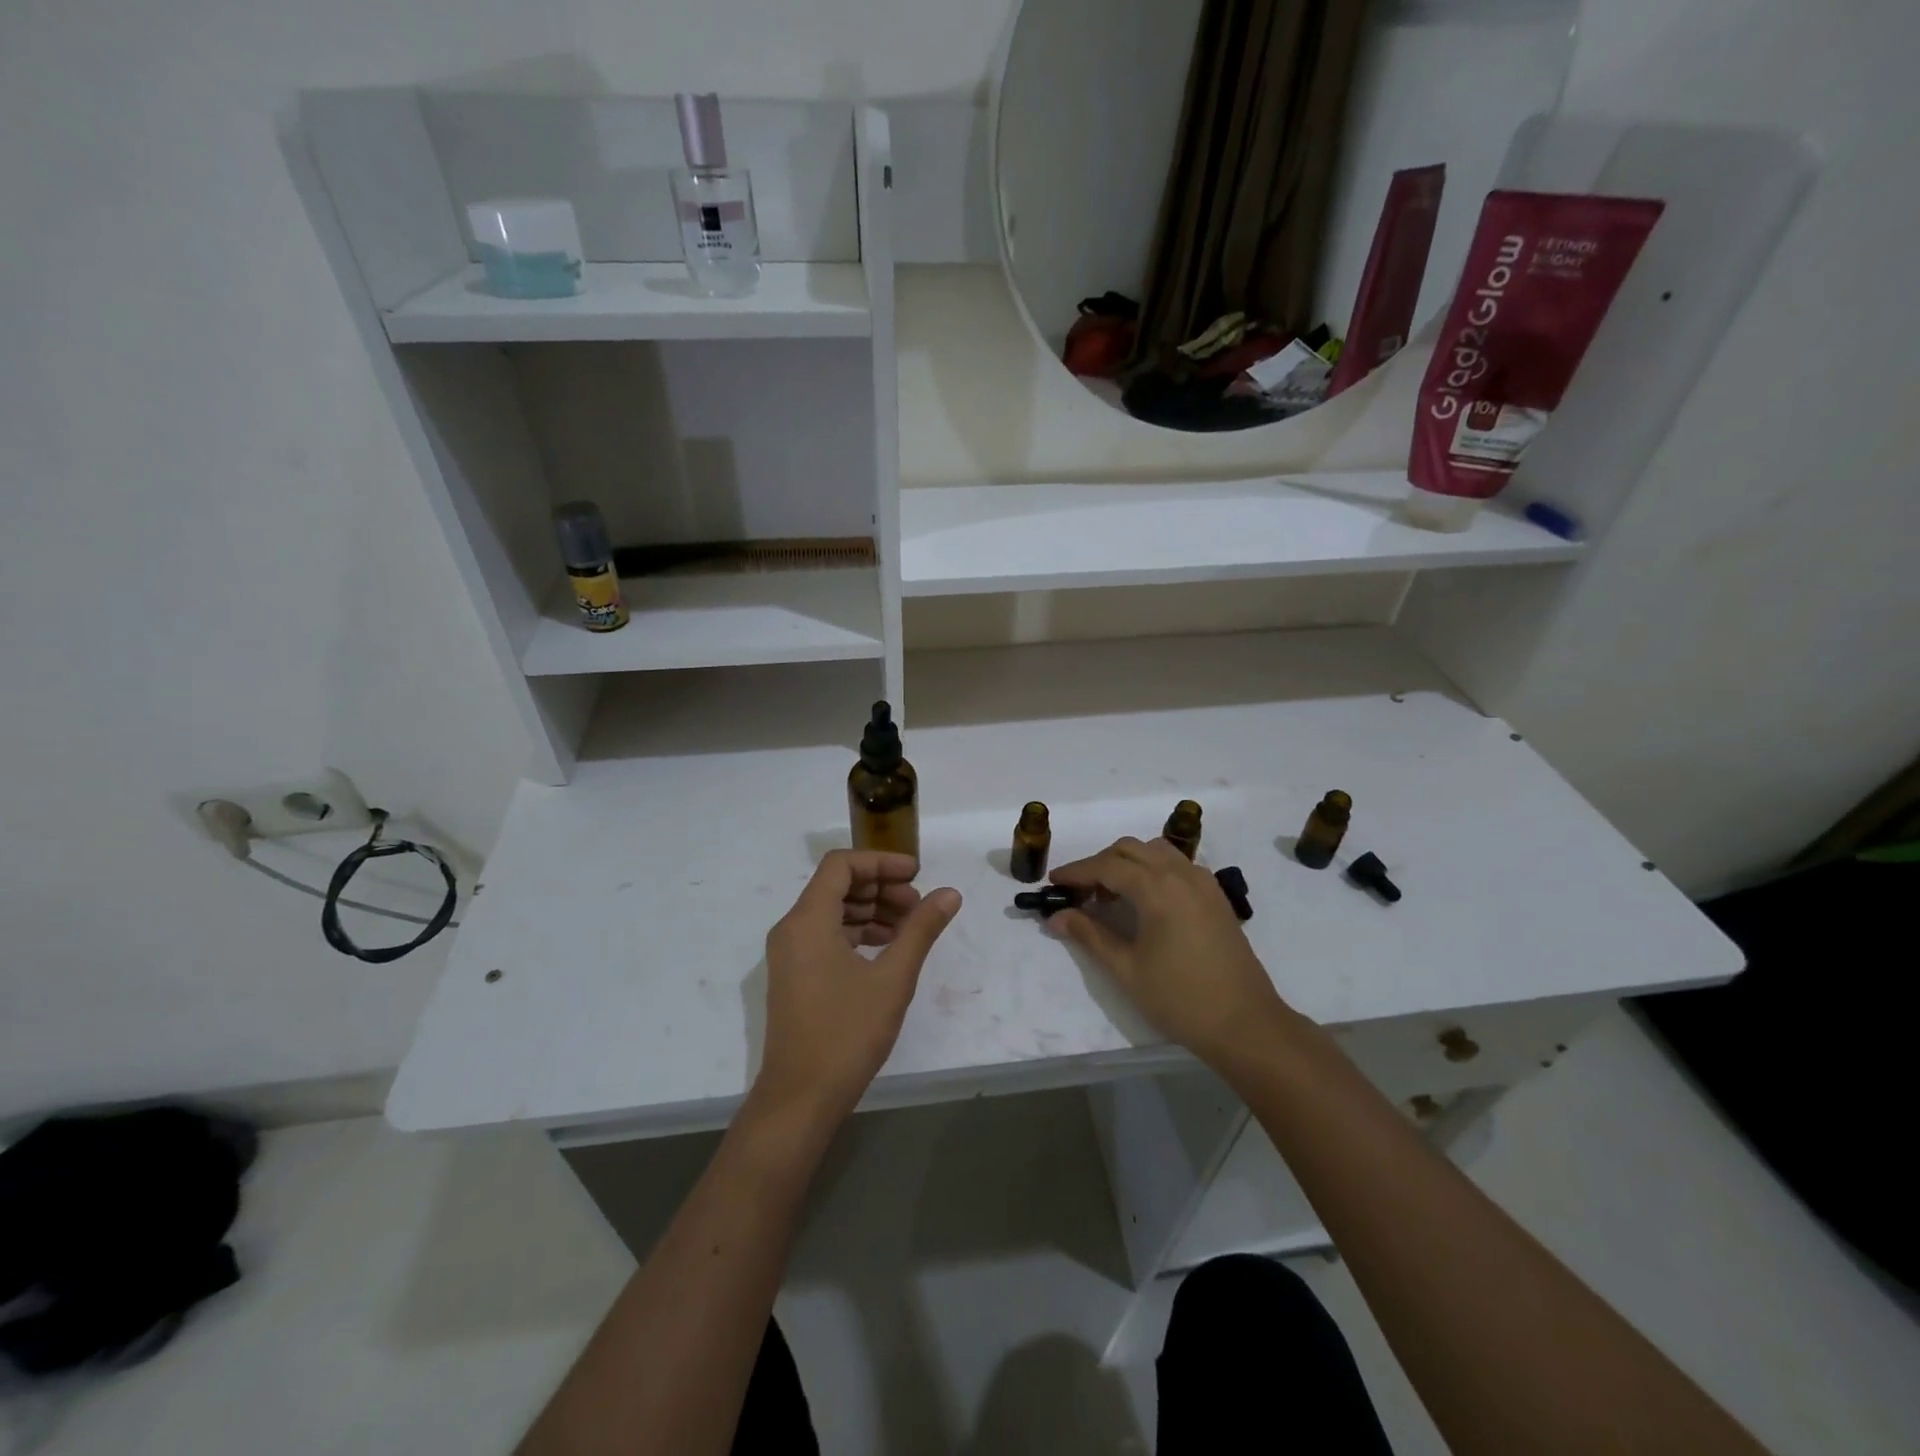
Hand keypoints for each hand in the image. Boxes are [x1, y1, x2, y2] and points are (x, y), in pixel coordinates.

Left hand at [755, 851, 961, 1124]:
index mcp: (808, 920)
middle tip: (919, 904)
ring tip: (910, 926)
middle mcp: (792, 929)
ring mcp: (789, 954)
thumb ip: (921, 929)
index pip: (842, 865)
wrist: (800, 1099)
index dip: (881, 862)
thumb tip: (949, 893)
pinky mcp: (795, 976)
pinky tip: (888, 949)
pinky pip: (826, 936)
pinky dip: (857, 933)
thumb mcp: (893, 977)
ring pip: (832, 912)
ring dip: (872, 910)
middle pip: (837, 886)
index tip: (917, 874)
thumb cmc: (847, 1032)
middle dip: (880, 887)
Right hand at [1050, 837, 1291, 1069]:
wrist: (1245, 1024)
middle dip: (1100, 864)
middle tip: (1079, 893)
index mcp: (1157, 888)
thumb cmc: (1180, 999)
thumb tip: (1056, 917)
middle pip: (1130, 849)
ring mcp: (1203, 882)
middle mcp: (1181, 874)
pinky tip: (1145, 900)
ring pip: (1156, 851)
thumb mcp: (1127, 969)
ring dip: (1128, 862)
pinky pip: (1177, 865)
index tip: (1052, 883)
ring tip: (1112, 895)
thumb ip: (1090, 936)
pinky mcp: (1216, 896)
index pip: (1106, 866)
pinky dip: (1153, 869)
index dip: (1076, 872)